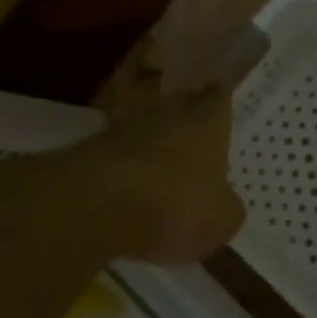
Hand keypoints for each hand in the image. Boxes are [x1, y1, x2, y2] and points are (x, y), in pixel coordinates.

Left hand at [83, 83, 245, 264]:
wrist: (97, 204)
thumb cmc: (176, 203)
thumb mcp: (221, 220)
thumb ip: (226, 206)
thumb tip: (224, 203)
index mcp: (207, 121)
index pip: (218, 97)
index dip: (220, 100)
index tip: (221, 102)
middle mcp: (167, 112)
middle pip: (179, 103)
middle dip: (185, 114)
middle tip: (193, 130)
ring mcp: (124, 125)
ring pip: (144, 122)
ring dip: (151, 136)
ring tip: (159, 158)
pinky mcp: (90, 145)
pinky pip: (116, 148)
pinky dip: (124, 160)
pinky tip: (128, 180)